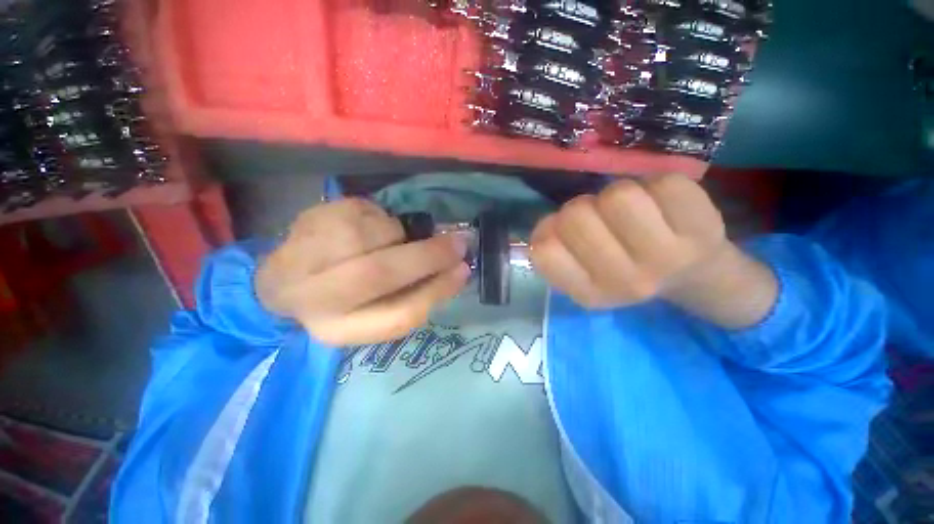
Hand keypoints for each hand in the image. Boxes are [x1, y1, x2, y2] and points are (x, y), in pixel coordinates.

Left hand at [255, 198, 469, 345]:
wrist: (280, 280)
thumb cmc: (341, 301)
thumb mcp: (375, 313)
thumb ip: (413, 296)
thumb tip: (455, 269)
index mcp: (340, 330)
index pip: (399, 315)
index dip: (438, 291)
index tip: (463, 271)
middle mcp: (315, 297)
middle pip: (380, 272)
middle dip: (428, 255)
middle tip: (457, 242)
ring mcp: (305, 252)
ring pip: (376, 233)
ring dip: (399, 234)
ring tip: (391, 239)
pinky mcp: (307, 219)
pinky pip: (365, 210)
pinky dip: (380, 217)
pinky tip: (365, 227)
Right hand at [530, 175, 776, 327]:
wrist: (690, 275)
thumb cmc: (622, 268)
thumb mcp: (578, 273)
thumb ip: (553, 250)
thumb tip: (545, 225)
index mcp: (590, 293)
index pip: (546, 250)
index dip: (549, 230)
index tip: (565, 234)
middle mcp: (626, 282)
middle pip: (576, 215)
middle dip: (583, 208)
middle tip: (601, 220)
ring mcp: (667, 258)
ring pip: (619, 196)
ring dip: (616, 195)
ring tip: (630, 211)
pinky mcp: (703, 229)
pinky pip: (663, 184)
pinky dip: (655, 186)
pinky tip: (661, 205)